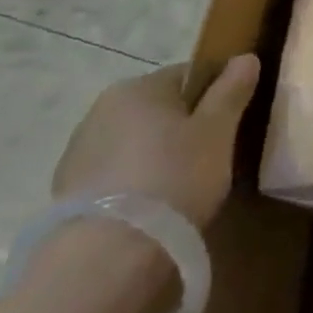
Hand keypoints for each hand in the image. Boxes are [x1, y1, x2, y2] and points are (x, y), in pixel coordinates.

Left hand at [53, 55, 260, 228]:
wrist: (108, 256)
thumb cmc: (174, 178)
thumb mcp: (218, 132)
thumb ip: (231, 90)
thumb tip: (245, 56)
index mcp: (138, 87)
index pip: (188, 75)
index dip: (214, 97)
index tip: (228, 127)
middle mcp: (101, 109)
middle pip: (158, 109)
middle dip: (182, 128)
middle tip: (209, 160)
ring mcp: (78, 151)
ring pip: (134, 142)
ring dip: (154, 156)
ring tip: (178, 190)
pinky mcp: (67, 191)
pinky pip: (114, 174)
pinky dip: (132, 183)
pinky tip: (149, 209)